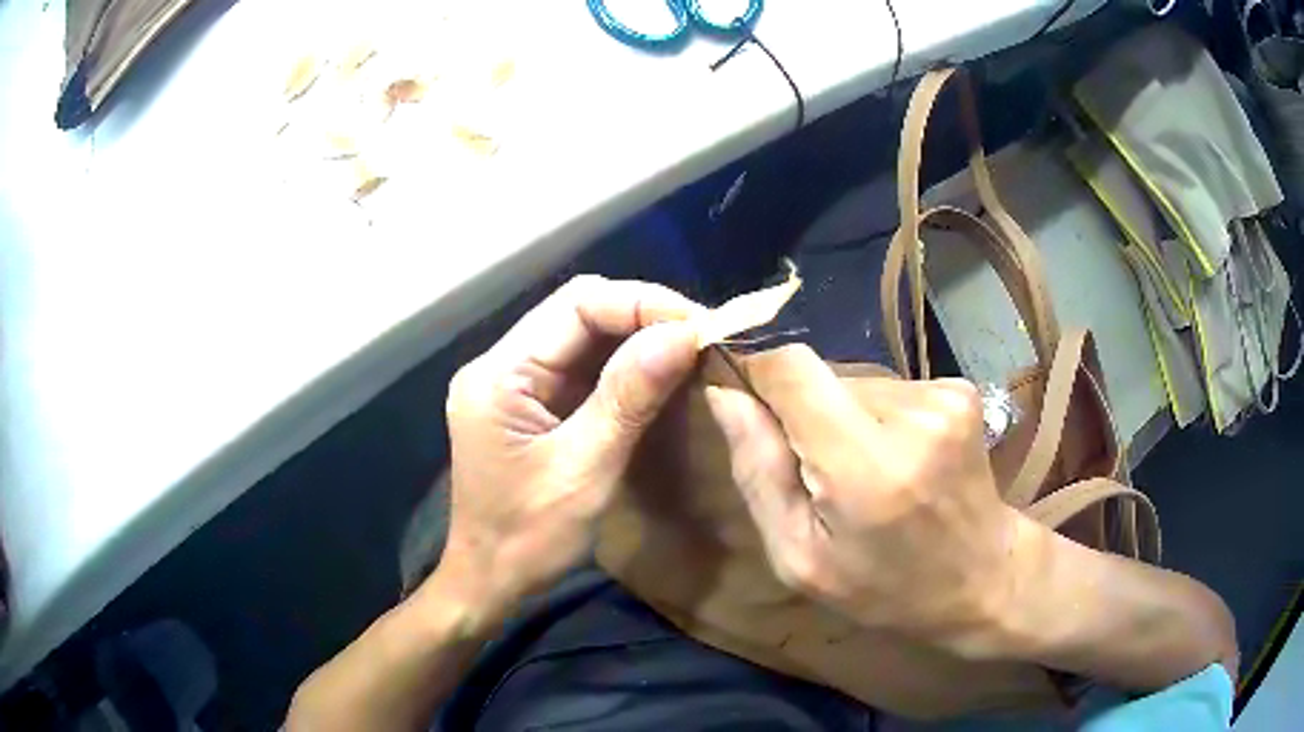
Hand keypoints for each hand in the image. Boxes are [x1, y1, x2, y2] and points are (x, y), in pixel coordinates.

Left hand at [436, 276, 702, 614]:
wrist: (490, 581)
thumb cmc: (528, 539)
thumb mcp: (584, 471)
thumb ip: (628, 398)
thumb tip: (681, 334)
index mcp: (499, 375)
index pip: (575, 305)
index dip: (640, 303)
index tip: (697, 326)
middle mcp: (501, 365)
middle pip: (577, 312)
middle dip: (641, 316)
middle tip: (700, 337)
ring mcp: (513, 383)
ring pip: (582, 336)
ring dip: (636, 338)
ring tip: (689, 350)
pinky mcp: (529, 403)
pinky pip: (581, 367)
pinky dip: (622, 365)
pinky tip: (657, 373)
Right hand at [703, 345, 1023, 646]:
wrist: (981, 577)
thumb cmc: (883, 586)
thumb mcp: (799, 557)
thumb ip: (758, 473)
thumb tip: (725, 394)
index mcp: (865, 468)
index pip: (792, 369)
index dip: (759, 375)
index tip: (749, 405)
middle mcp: (911, 415)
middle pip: (823, 375)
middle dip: (805, 413)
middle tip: (821, 473)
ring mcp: (944, 396)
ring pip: (856, 380)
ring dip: (843, 416)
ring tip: (867, 473)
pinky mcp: (960, 389)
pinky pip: (889, 386)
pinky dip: (878, 416)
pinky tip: (899, 460)